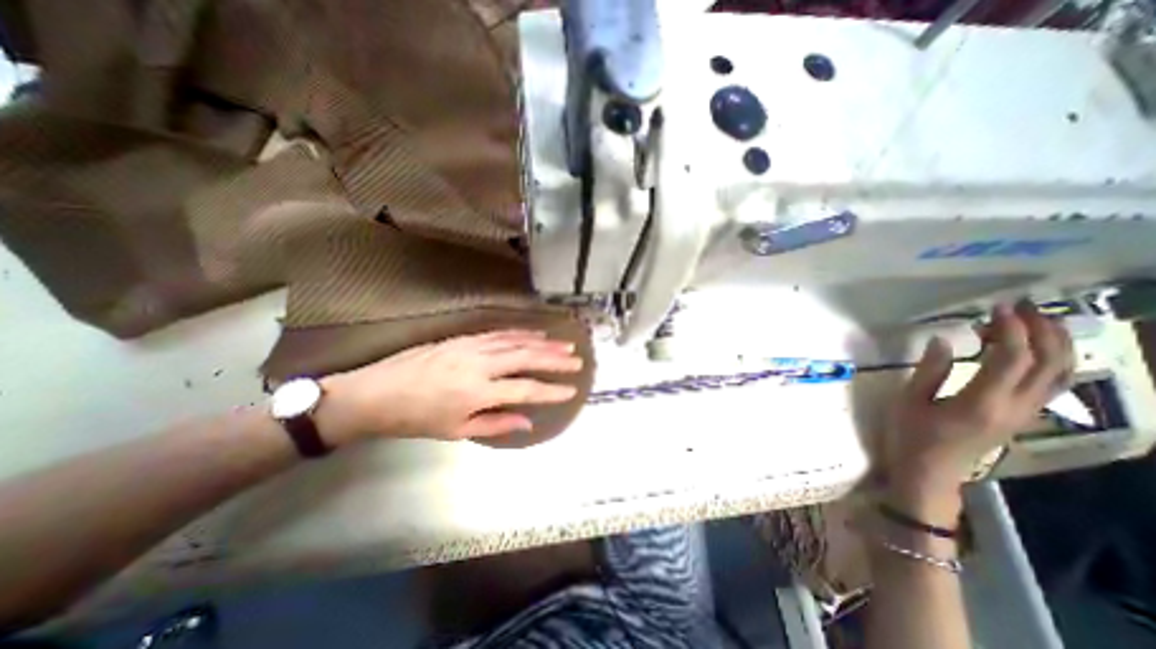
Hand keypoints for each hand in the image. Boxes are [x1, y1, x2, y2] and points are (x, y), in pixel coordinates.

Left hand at [314, 330, 583, 444]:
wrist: (375, 393)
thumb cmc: (415, 419)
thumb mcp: (456, 430)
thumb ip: (495, 424)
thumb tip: (528, 421)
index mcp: (478, 392)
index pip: (525, 389)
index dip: (551, 390)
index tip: (571, 390)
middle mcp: (480, 365)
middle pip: (526, 358)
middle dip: (554, 360)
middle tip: (576, 360)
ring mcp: (472, 347)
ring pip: (515, 341)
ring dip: (542, 343)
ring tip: (563, 345)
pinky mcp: (464, 338)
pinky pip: (499, 333)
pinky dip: (520, 333)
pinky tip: (534, 333)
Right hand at [887, 304, 1073, 506]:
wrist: (929, 472)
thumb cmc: (911, 435)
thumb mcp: (909, 401)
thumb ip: (929, 370)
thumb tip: (944, 340)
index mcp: (982, 402)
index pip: (1011, 359)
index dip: (1009, 330)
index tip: (995, 308)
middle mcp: (1015, 407)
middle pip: (1049, 363)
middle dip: (1042, 330)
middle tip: (1021, 306)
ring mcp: (1025, 413)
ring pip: (1061, 374)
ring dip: (1055, 343)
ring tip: (1037, 320)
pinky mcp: (1022, 416)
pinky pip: (1052, 384)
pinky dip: (1052, 360)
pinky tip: (1035, 349)